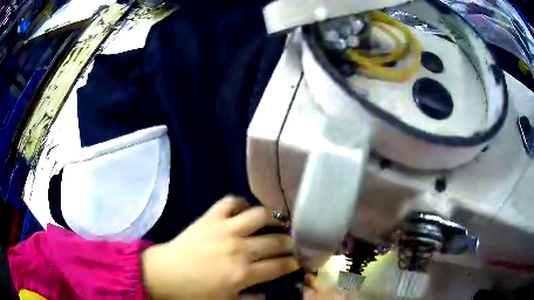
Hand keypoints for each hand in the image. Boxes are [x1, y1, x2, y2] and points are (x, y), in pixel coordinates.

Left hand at [142, 195, 298, 298]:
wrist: (165, 274)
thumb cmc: (194, 293)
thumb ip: (251, 299)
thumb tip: (269, 293)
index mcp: (243, 273)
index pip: (280, 266)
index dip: (293, 263)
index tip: (298, 261)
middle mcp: (239, 248)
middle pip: (276, 242)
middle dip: (290, 243)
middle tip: (293, 244)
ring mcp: (224, 229)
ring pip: (260, 215)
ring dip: (275, 218)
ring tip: (279, 222)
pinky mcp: (211, 217)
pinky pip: (231, 202)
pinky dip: (242, 203)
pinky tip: (246, 211)